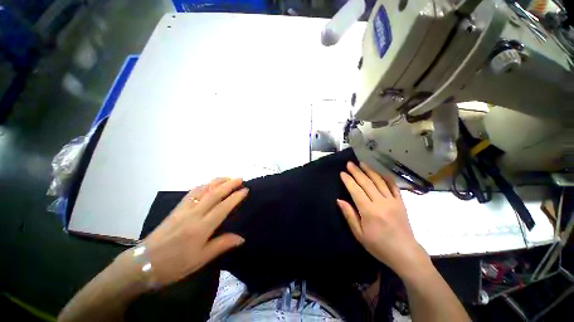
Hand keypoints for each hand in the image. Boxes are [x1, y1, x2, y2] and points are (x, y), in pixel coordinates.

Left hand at [139, 178, 247, 286]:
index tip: (245, 190)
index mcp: (201, 228)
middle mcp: (194, 214)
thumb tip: (241, 238)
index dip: (235, 197)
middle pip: (214, 194)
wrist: (143, 264)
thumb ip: (222, 245)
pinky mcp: (176, 209)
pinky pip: (191, 192)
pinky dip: (202, 185)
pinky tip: (207, 184)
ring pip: (202, 190)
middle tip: (240, 178)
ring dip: (216, 182)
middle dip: (229, 184)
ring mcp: (183, 209)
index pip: (223, 207)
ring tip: (227, 177)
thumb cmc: (174, 265)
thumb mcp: (200, 259)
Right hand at [337, 162, 429, 277]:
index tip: (342, 173)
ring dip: (370, 171)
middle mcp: (381, 203)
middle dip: (357, 172)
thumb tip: (339, 200)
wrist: (405, 254)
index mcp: (369, 211)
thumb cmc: (379, 246)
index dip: (348, 181)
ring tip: (362, 163)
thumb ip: (349, 215)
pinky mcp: (401, 203)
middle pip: (367, 183)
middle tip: (350, 163)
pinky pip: (394, 186)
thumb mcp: (359, 234)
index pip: (356, 191)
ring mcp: (393, 201)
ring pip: (379, 181)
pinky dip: (387, 178)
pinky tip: (380, 173)